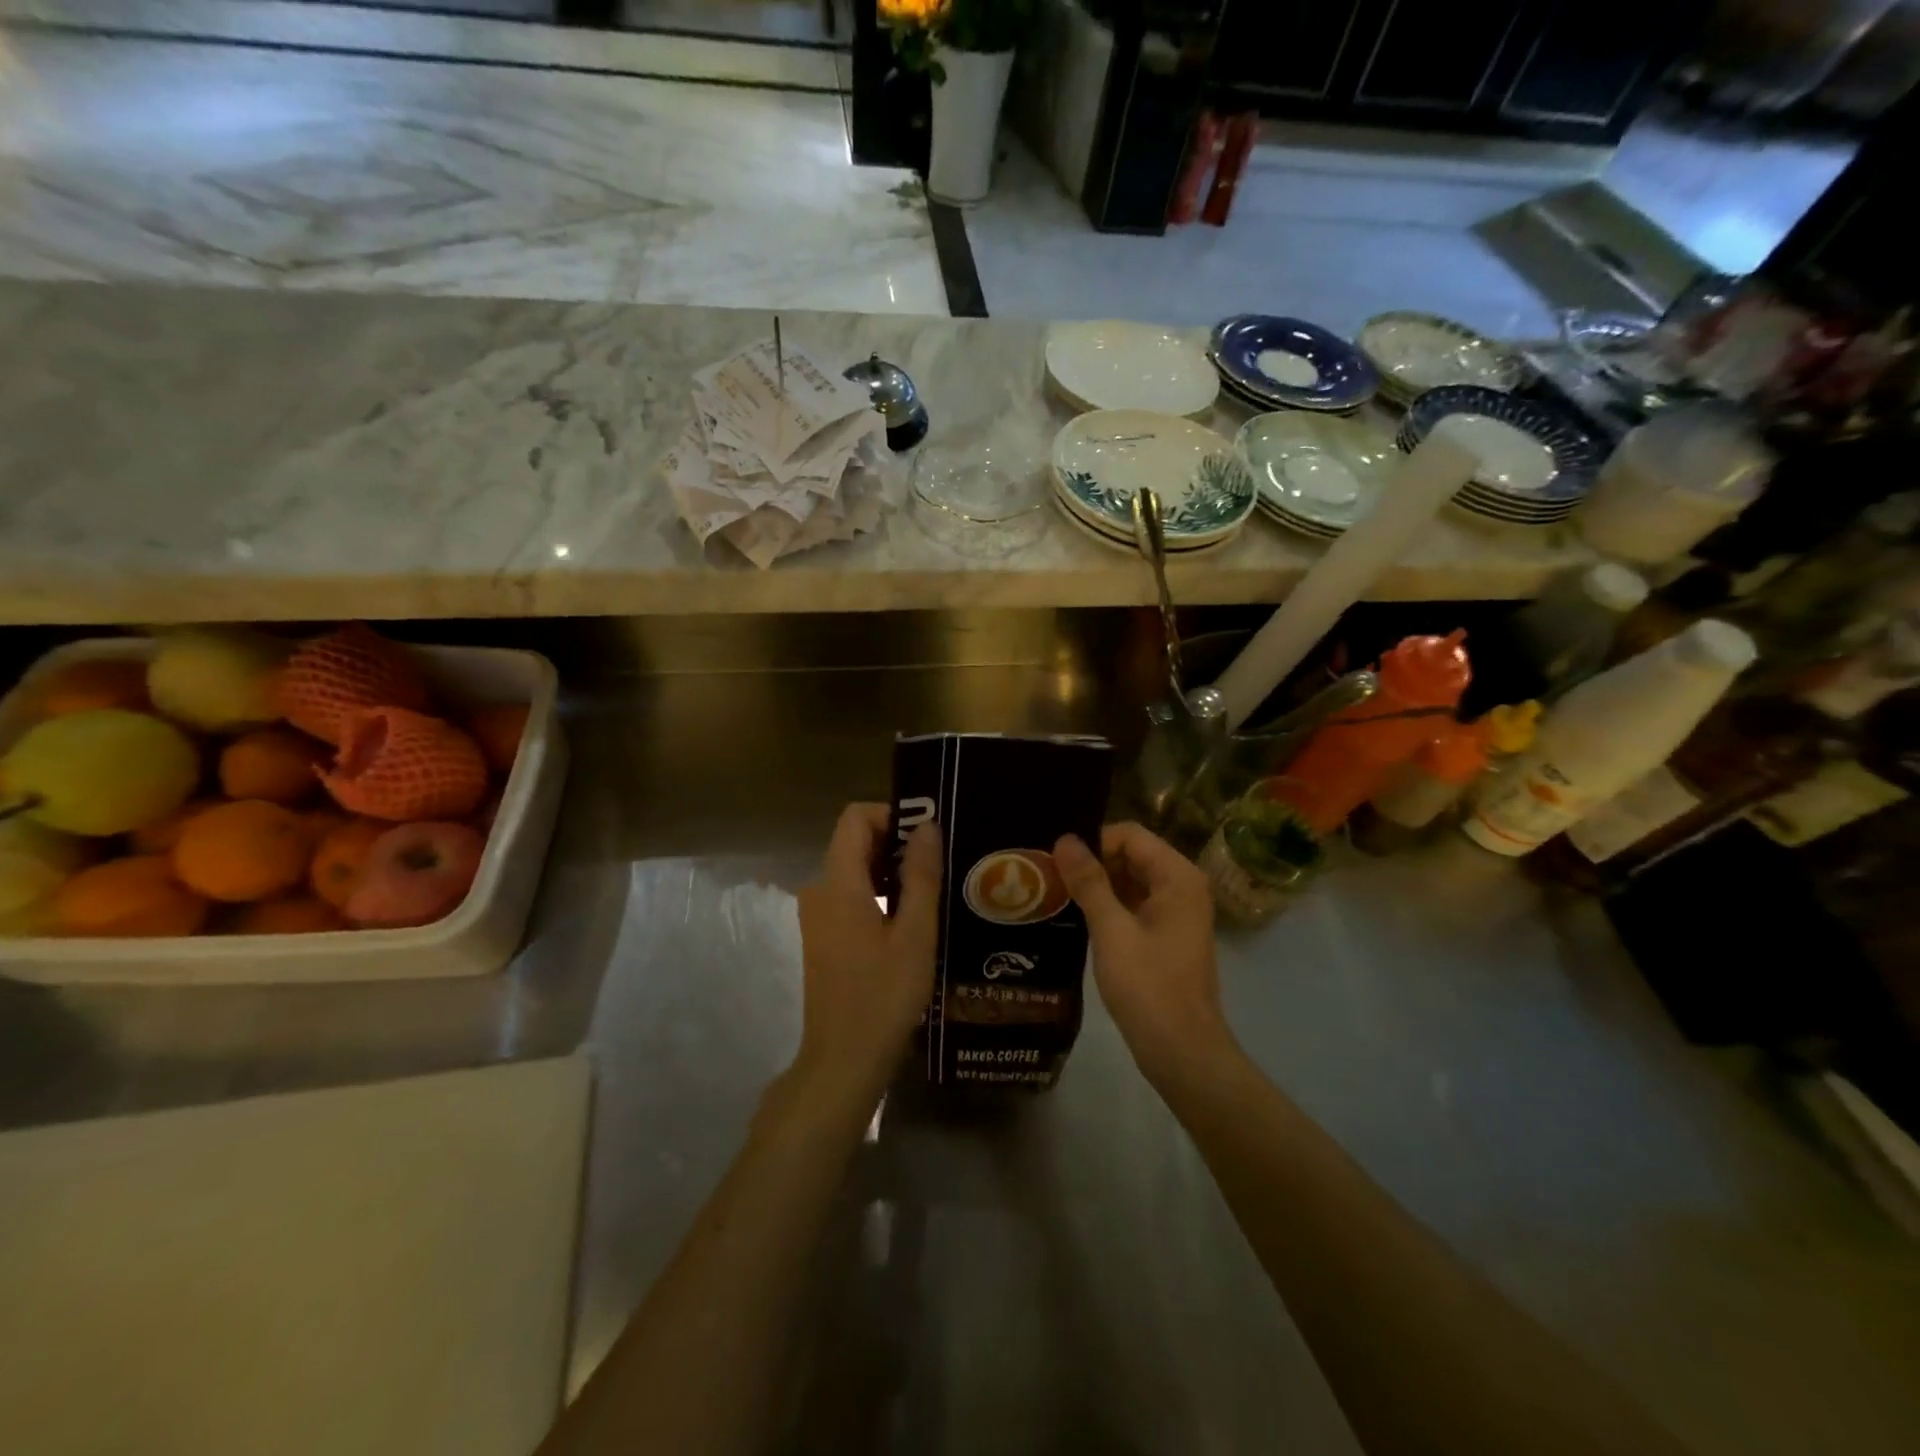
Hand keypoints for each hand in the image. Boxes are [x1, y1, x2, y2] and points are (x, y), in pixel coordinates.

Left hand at [792, 803, 940, 1115]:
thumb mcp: (915, 934)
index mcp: (838, 883)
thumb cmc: (883, 996)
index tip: (928, 835)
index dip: (891, 814)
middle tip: (941, 862)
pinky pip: (850, 895)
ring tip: (934, 889)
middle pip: (854, 841)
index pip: (855, 818)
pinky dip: (879, 893)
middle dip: (896, 842)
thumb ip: (920, 875)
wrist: (843, 1061)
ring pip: (854, 870)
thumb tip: (926, 826)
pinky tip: (911, 919)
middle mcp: (819, 890)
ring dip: (890, 870)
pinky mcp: (823, 936)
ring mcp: (817, 915)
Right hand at [1054, 823, 1237, 1091]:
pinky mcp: (1166, 934)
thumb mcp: (1112, 931)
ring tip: (1055, 893)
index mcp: (1178, 876)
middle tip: (1049, 876)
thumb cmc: (1149, 987)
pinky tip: (1076, 916)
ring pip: (1130, 880)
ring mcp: (1176, 911)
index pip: (1130, 835)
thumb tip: (1064, 839)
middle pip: (1131, 854)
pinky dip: (1108, 905)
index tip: (1057, 862)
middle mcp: (1182, 886)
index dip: (1093, 842)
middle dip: (1092, 862)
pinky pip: (1134, 904)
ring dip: (1097, 884)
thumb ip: (1089, 882)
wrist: (1182, 1052)